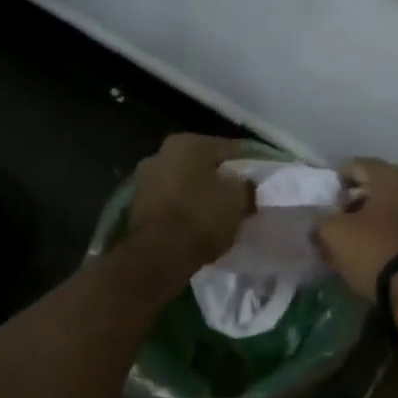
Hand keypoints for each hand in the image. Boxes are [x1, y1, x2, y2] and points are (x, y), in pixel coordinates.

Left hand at [128, 134, 255, 270]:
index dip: (248, 165)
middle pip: (202, 165)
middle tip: (240, 197)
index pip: (229, 149)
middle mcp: (161, 153)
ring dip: (200, 194)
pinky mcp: (137, 206)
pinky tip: (199, 224)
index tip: (260, 181)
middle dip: (220, 179)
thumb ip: (246, 185)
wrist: (159, 255)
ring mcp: (145, 179)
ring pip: (185, 183)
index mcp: (188, 142)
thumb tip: (246, 185)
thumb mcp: (238, 199)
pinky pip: (171, 203)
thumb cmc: (202, 216)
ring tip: (220, 214)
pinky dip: (185, 210)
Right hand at [313, 159, 397, 306]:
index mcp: (392, 176)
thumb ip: (323, 222)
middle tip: (341, 221)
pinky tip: (381, 252)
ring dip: (378, 219)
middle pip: (380, 187)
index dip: (338, 182)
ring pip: (397, 208)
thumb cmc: (375, 250)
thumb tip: (322, 225)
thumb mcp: (335, 234)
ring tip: (360, 240)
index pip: (357, 166)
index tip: (327, 202)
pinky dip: (395, 234)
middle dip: (359, 202)